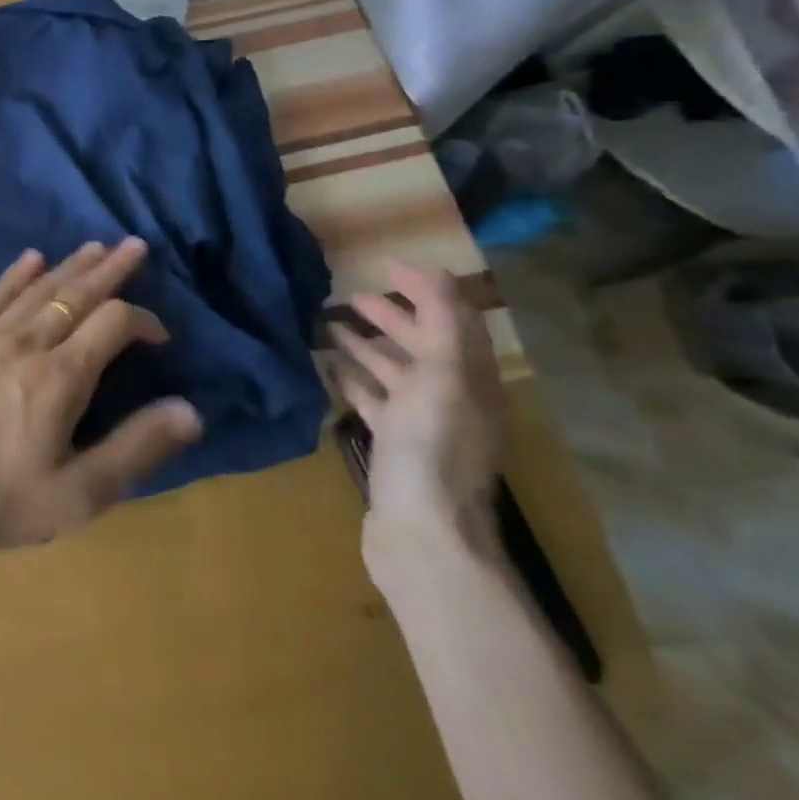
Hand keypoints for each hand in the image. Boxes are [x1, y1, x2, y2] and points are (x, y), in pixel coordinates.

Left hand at [0, 238, 202, 564]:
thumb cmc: (6, 500)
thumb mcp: (82, 493)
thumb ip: (137, 448)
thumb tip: (191, 410)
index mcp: (60, 377)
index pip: (112, 323)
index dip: (143, 320)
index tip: (160, 335)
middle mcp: (27, 343)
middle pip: (76, 294)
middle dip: (110, 269)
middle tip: (135, 245)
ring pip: (38, 289)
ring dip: (70, 266)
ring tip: (95, 246)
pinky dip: (15, 275)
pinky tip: (31, 258)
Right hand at [329, 262, 506, 567]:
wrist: (422, 533)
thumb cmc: (430, 447)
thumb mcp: (442, 376)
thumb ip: (441, 322)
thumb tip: (435, 271)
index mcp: (470, 379)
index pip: (453, 321)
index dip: (426, 290)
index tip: (387, 266)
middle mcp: (450, 398)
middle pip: (422, 345)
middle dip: (391, 317)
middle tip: (349, 297)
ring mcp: (421, 424)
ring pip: (394, 373)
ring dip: (366, 347)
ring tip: (329, 327)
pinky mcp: (394, 446)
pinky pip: (373, 401)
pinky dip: (353, 380)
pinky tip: (329, 369)